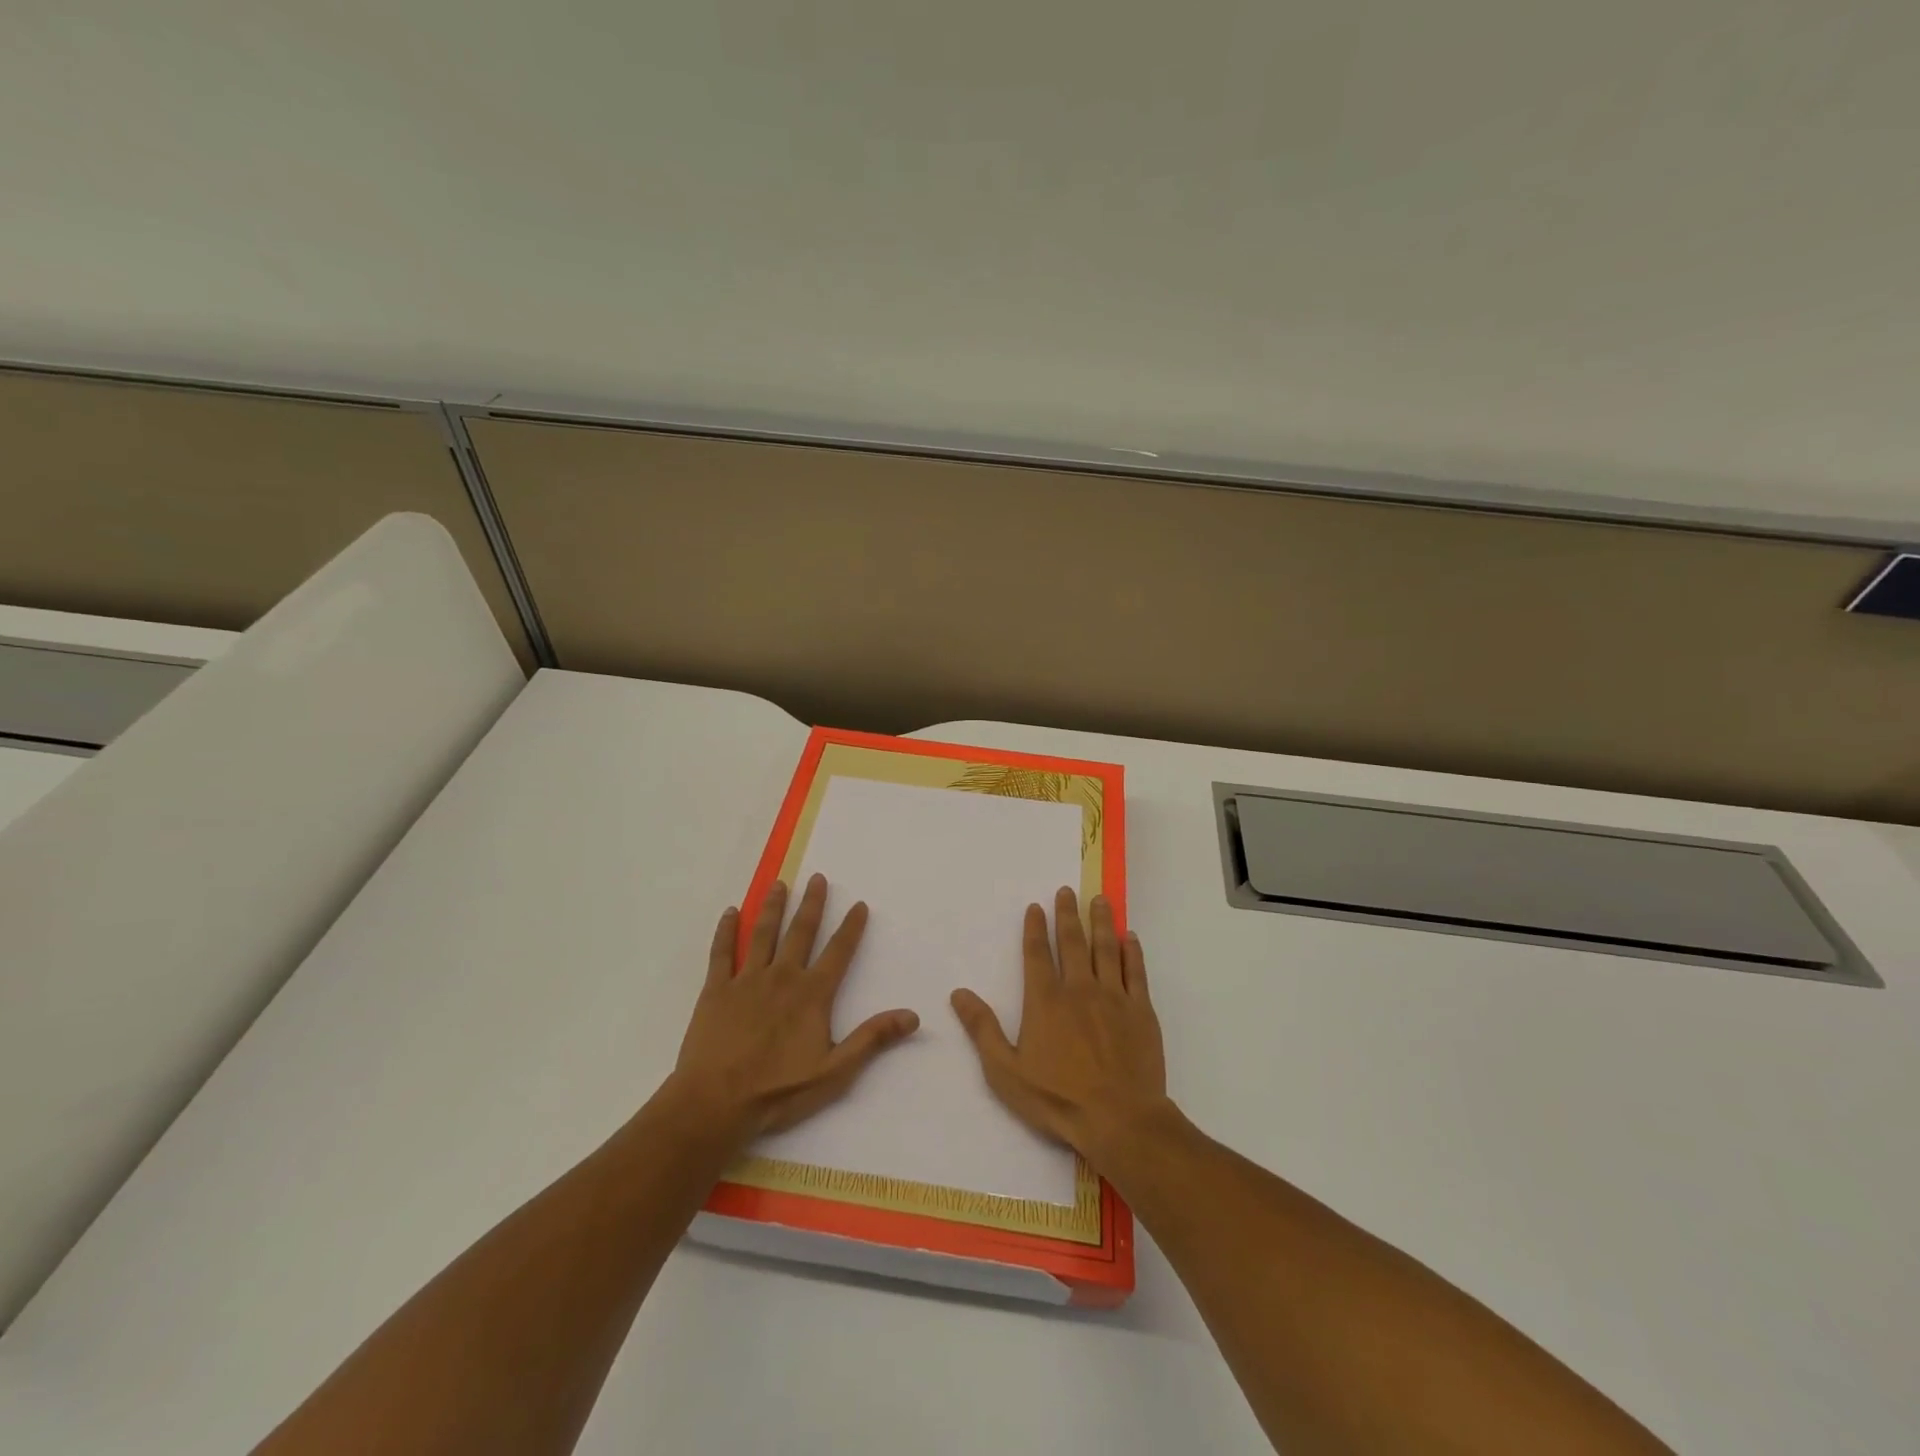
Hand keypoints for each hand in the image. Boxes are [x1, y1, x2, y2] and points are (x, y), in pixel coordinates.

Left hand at [669, 874, 919, 1142]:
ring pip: (762, 934)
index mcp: (812, 994)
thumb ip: (872, 1039)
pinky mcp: (716, 989)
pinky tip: (729, 912)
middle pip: (800, 932)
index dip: (851, 927)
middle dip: (812, 904)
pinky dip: (725, 931)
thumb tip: (912, 1016)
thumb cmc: (777, 1090)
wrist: (714, 1103)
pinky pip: (721, 953)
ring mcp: (746, 980)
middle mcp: (782, 977)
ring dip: (772, 907)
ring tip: (779, 884)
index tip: (859, 904)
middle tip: (817, 878)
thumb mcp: (834, 1072)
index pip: (838, 952)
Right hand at [951, 887, 1167, 1165]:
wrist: (1120, 1119)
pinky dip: (1133, 952)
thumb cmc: (1057, 1098)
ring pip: (1107, 949)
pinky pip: (1136, 972)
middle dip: (1068, 914)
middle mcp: (1079, 989)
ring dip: (1102, 922)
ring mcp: (1114, 997)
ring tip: (1100, 900)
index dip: (1036, 928)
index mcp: (1046, 1000)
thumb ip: (983, 1029)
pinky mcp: (1141, 1011)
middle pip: (1073, 942)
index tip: (1036, 906)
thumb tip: (959, 993)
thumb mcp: (1005, 1071)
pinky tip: (1130, 937)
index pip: (1038, 953)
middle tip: (1067, 891)